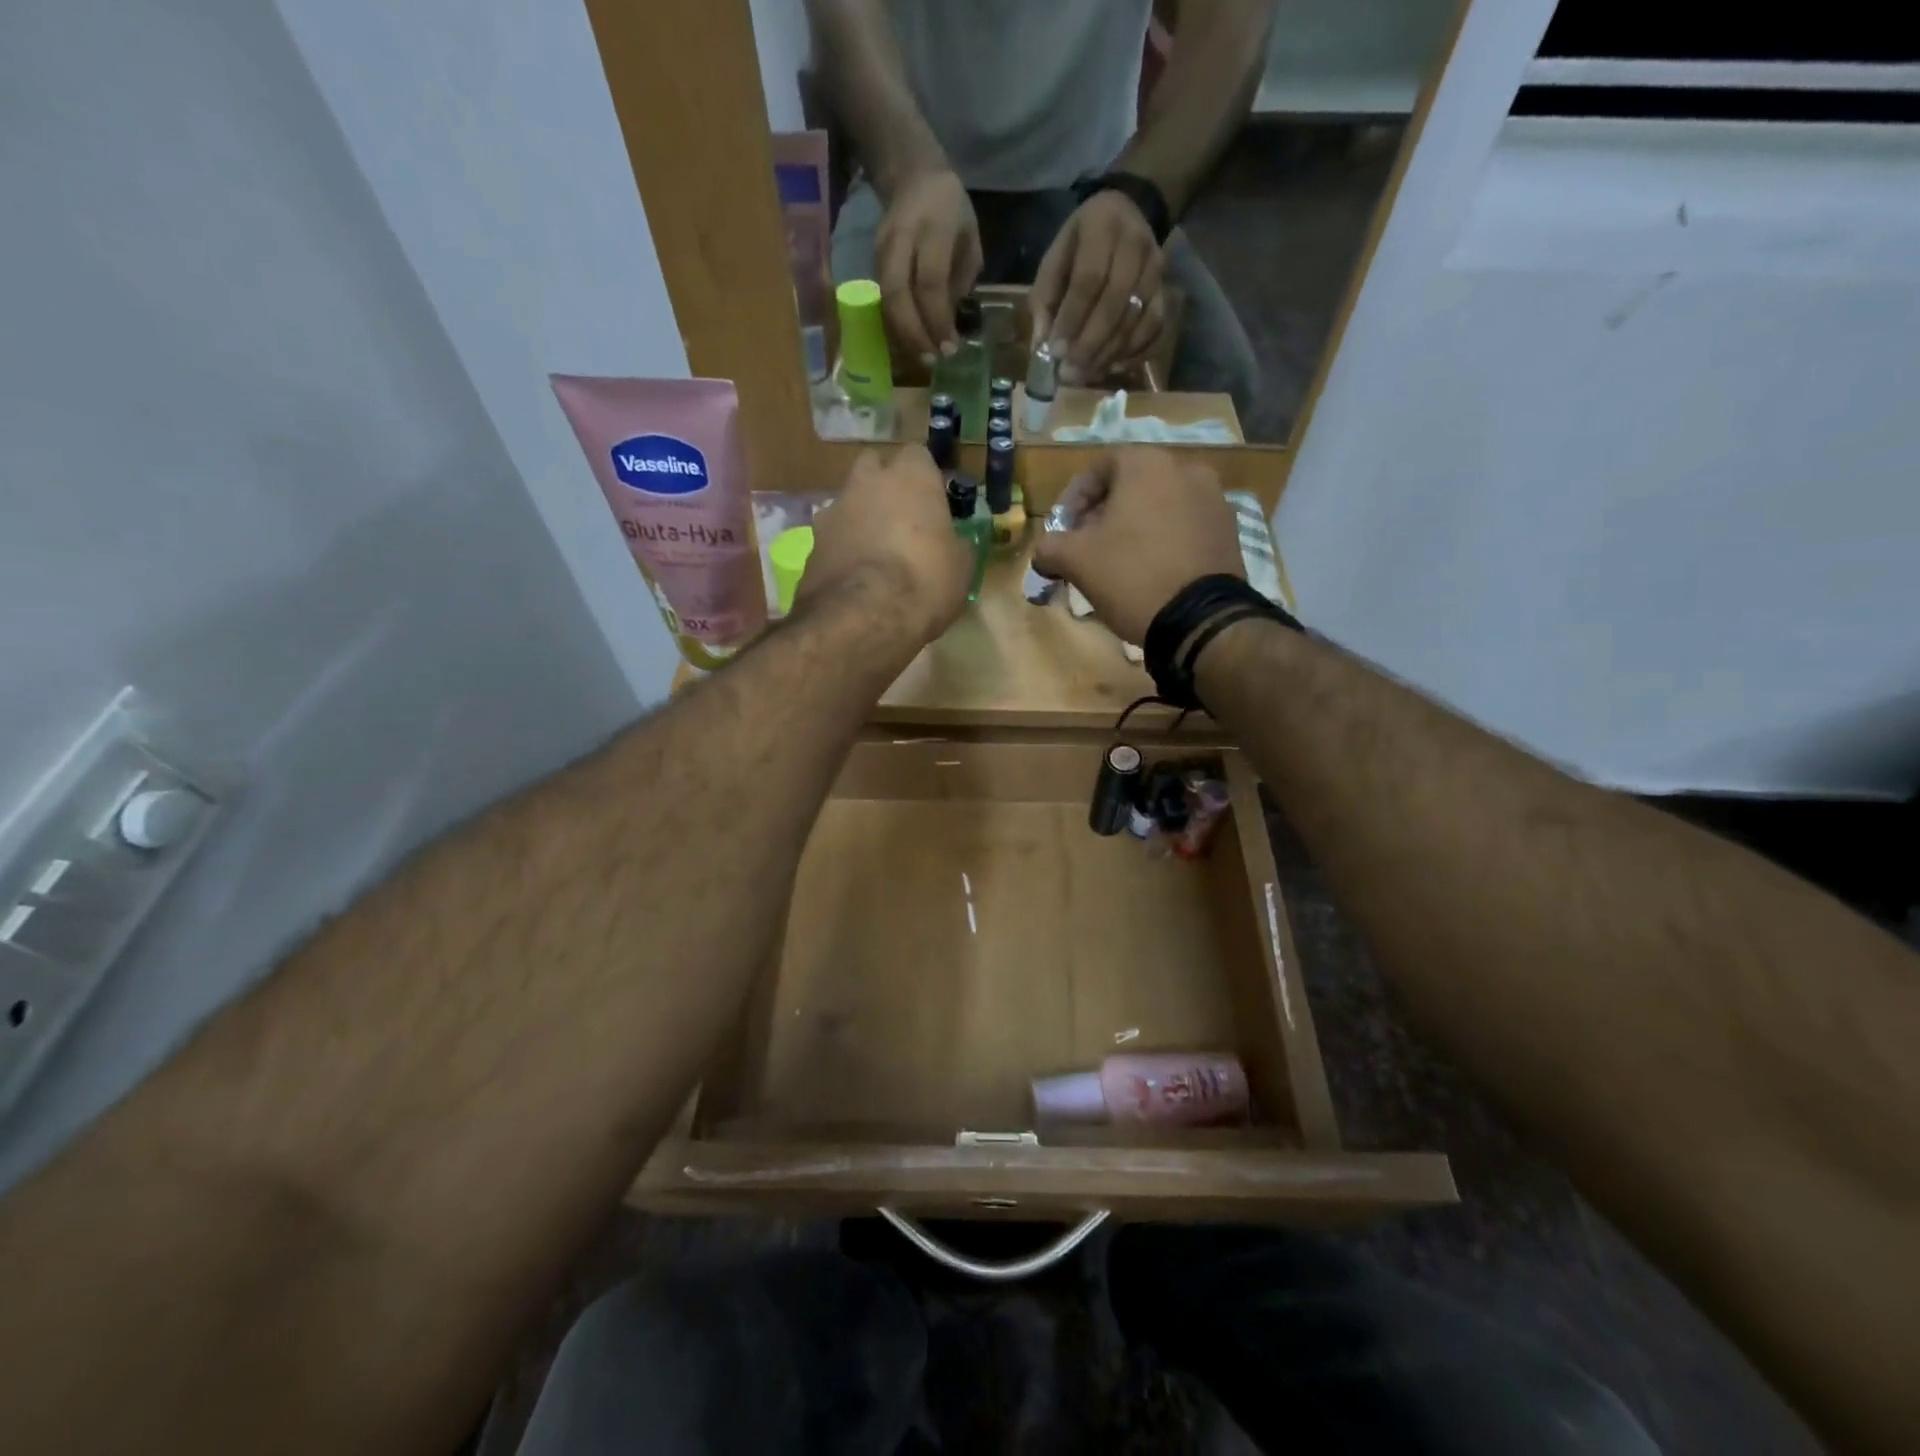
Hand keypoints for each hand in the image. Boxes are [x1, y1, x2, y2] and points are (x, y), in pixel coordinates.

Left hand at [793, 445, 972, 648]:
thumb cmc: (925, 581)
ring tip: (874, 551)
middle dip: (884, 484)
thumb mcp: (961, 567)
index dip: (925, 477)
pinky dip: (842, 547)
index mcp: (911, 477)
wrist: (863, 616)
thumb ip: (955, 543)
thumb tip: (953, 543)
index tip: (933, 500)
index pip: (917, 455)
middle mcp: (867, 482)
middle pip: (874, 466)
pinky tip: (854, 574)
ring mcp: (834, 509)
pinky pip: (832, 535)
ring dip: (860, 516)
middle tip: (901, 518)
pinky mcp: (812, 542)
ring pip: (848, 500)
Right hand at [875, 169, 982, 365]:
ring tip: (920, 356)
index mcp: (933, 227)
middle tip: (931, 359)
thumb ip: (960, 281)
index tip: (949, 348)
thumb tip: (946, 326)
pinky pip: (880, 299)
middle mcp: (902, 237)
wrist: (913, 176)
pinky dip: (893, 324)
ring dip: (901, 333)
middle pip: (897, 293)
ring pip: (885, 299)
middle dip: (914, 333)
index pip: (930, 282)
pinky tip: (908, 341)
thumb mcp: (969, 240)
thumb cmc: (951, 213)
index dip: (938, 320)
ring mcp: (881, 248)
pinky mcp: (871, 260)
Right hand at [1030, 449, 1242, 644]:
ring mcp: (1213, 499)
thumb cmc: (1132, 576)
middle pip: (1131, 485)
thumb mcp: (1076, 561)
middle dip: (1103, 514)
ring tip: (1118, 561)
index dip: (1073, 499)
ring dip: (1134, 526)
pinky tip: (1150, 569)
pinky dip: (1163, 539)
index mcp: (1147, 465)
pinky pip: (1184, 525)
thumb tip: (1043, 552)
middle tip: (1086, 546)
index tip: (1063, 530)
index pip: (1099, 468)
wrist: (1200, 619)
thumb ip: (1050, 548)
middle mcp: (1186, 469)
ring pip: (1159, 505)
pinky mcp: (1228, 530)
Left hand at [1031, 191, 1167, 385]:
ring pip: (1137, 319)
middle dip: (1090, 344)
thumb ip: (1045, 301)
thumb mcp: (1055, 260)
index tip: (1057, 352)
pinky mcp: (1166, 289)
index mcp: (1100, 228)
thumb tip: (1042, 348)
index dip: (1072, 320)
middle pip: (1115, 304)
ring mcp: (1156, 268)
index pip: (1088, 281)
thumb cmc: (1080, 245)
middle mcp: (1134, 244)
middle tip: (1071, 374)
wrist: (1127, 215)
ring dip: (1110, 353)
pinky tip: (1113, 366)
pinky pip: (1155, 327)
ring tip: (1086, 375)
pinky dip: (1134, 352)